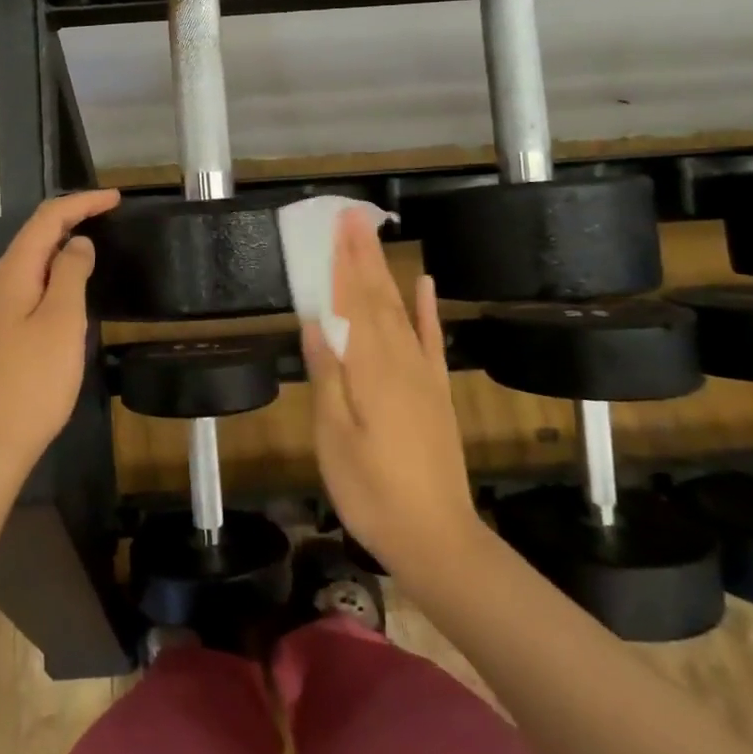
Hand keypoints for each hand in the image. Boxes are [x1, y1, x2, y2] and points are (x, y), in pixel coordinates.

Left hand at [0, 190, 119, 469]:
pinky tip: (73, 283)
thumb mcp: (61, 321)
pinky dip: (56, 271)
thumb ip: (70, 274)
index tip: (116, 199)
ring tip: (97, 240)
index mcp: (12, 272)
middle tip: (110, 214)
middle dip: (72, 217)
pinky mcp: (2, 330)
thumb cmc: (32, 380)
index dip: (81, 203)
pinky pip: (31, 283)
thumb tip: (78, 242)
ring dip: (63, 243)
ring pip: (32, 260)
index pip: (46, 219)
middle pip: (35, 234)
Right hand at [303, 207, 482, 578]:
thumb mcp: (334, 438)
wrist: (437, 538)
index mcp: (370, 370)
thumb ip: (328, 377)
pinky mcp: (437, 392)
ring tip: (374, 238)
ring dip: (386, 272)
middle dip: (363, 255)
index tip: (336, 225)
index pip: (352, 303)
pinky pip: (431, 341)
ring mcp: (423, 375)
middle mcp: (399, 361)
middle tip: (352, 216)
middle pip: (377, 298)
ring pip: (400, 311)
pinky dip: (426, 310)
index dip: (342, 262)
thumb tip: (315, 322)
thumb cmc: (372, 491)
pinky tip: (424, 284)